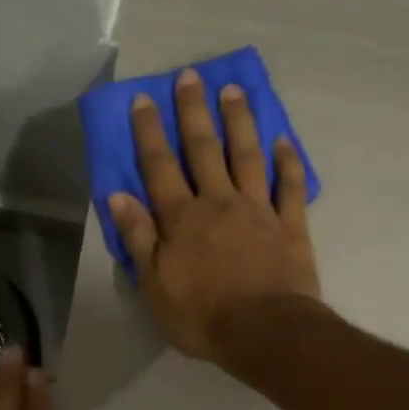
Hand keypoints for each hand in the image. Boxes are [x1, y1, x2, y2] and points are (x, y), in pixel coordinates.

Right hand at [107, 67, 322, 366]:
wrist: (264, 332)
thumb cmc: (201, 316)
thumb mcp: (154, 285)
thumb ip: (138, 238)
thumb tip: (118, 195)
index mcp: (182, 218)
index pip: (159, 166)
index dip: (149, 132)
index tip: (144, 98)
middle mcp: (219, 202)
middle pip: (204, 149)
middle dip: (194, 112)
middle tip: (190, 76)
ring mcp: (258, 210)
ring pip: (247, 156)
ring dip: (239, 122)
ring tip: (233, 91)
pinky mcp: (290, 226)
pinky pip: (289, 187)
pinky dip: (287, 162)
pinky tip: (284, 140)